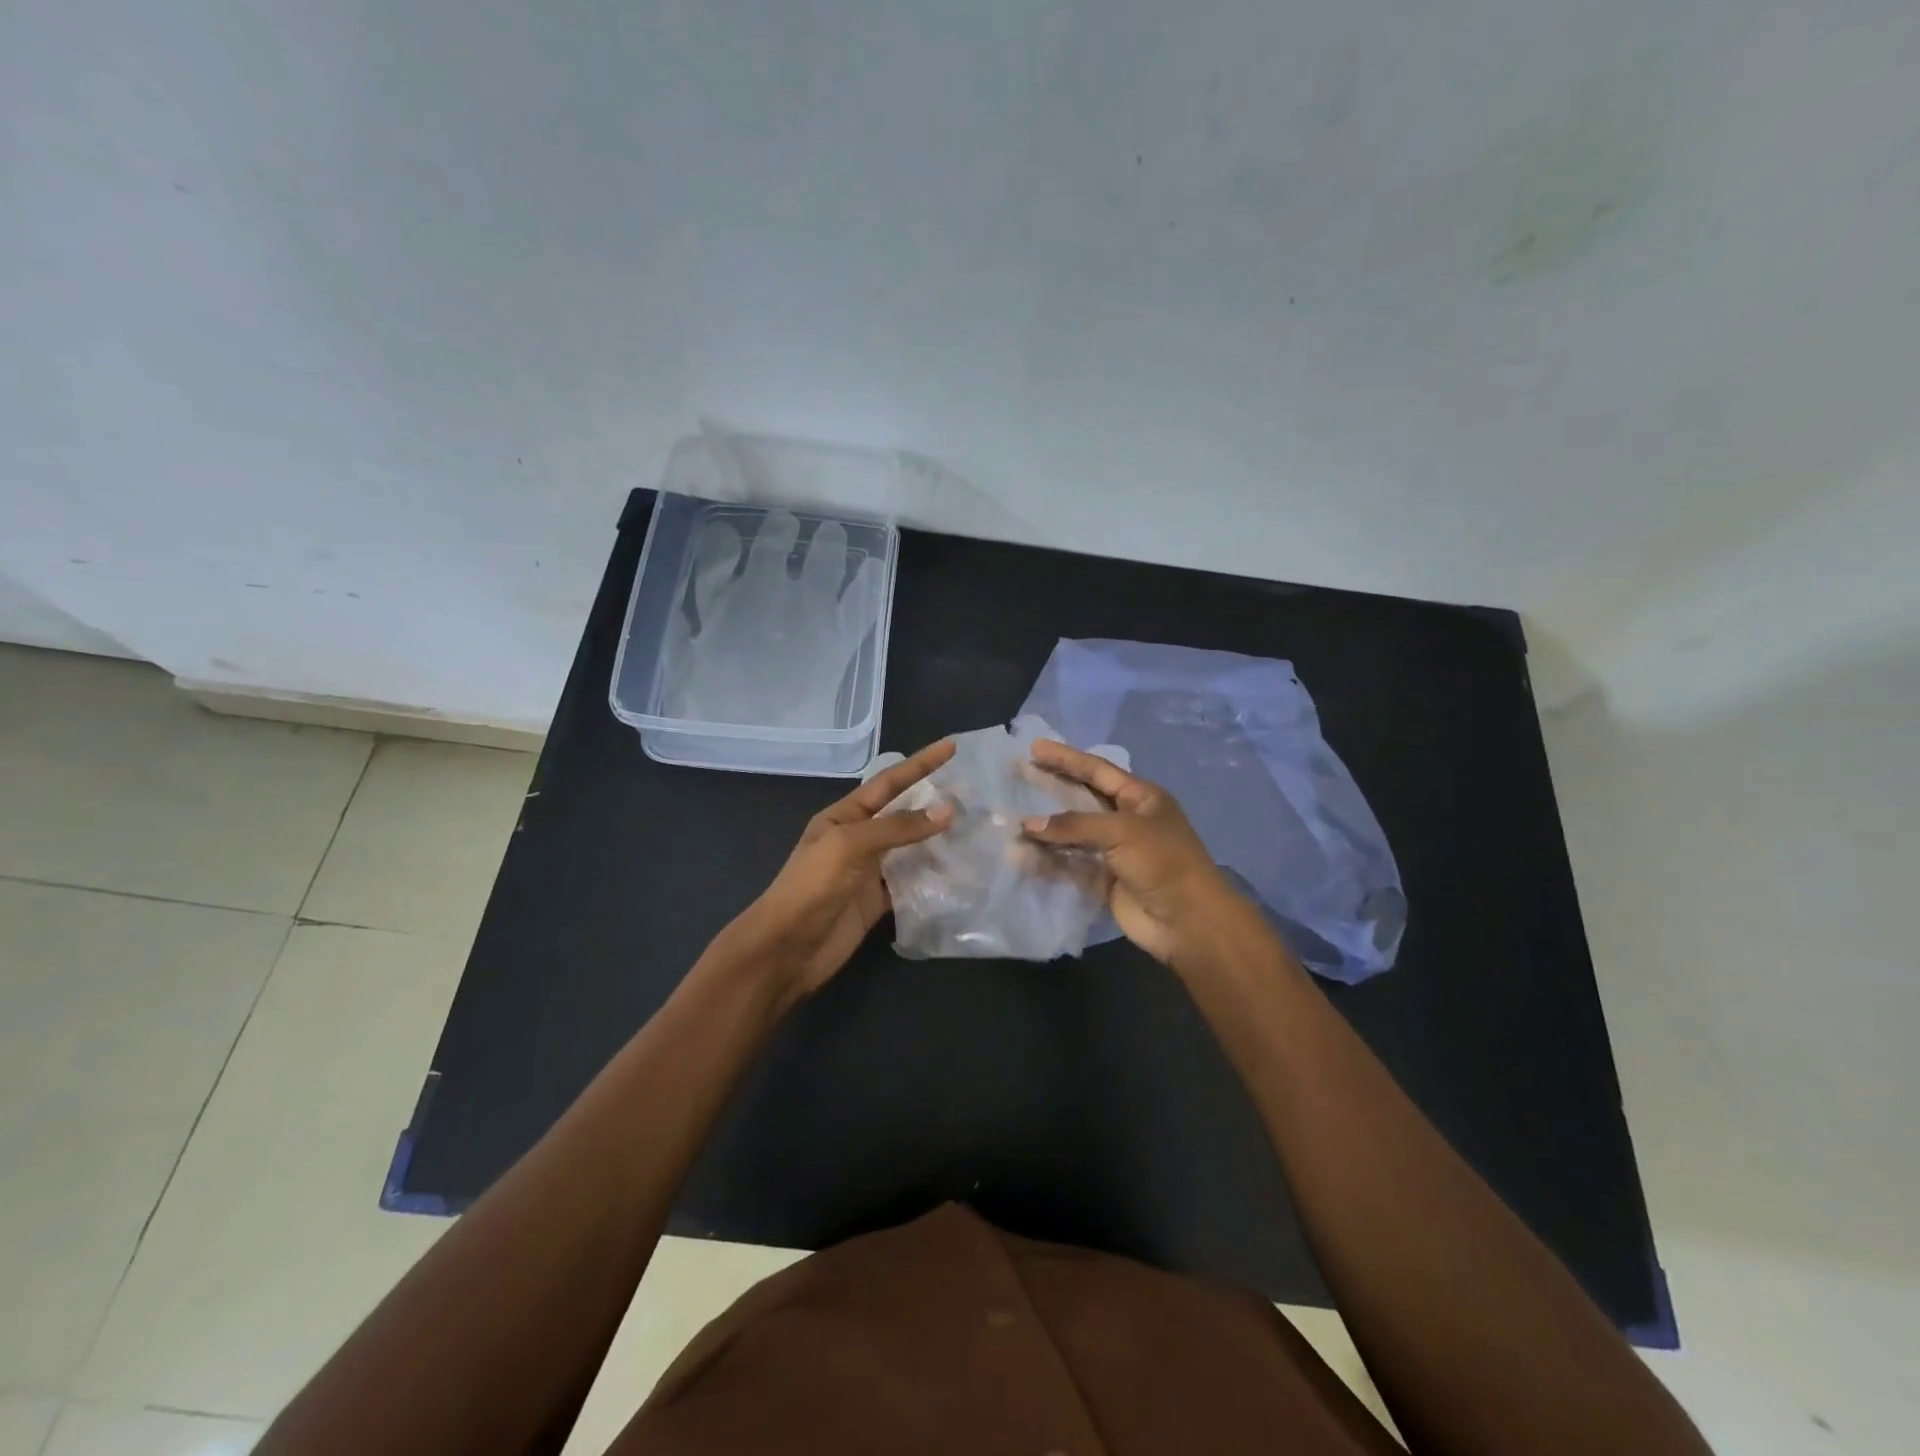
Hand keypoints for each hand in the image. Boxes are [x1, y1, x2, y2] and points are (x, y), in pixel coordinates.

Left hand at [725, 739, 955, 1003]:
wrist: (786, 950)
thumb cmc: (811, 887)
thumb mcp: (849, 845)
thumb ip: (897, 827)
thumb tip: (947, 810)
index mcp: (844, 816)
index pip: (889, 782)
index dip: (920, 764)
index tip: (951, 747)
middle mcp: (858, 839)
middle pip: (903, 814)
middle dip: (935, 802)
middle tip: (975, 793)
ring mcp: (869, 872)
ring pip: (911, 849)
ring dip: (939, 841)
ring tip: (977, 830)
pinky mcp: (878, 902)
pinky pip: (911, 883)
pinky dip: (933, 878)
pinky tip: (959, 873)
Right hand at [1022, 740, 1237, 967]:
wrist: (1187, 921)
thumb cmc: (1163, 862)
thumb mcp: (1122, 831)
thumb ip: (1074, 824)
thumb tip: (1028, 825)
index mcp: (1141, 798)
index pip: (1097, 770)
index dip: (1066, 758)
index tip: (1034, 747)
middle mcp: (1127, 820)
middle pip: (1081, 797)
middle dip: (1051, 786)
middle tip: (1018, 773)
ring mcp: (1114, 851)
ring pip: (1072, 833)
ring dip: (1045, 828)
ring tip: (1011, 819)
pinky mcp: (1103, 879)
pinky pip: (1069, 863)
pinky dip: (1048, 859)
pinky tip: (1022, 855)